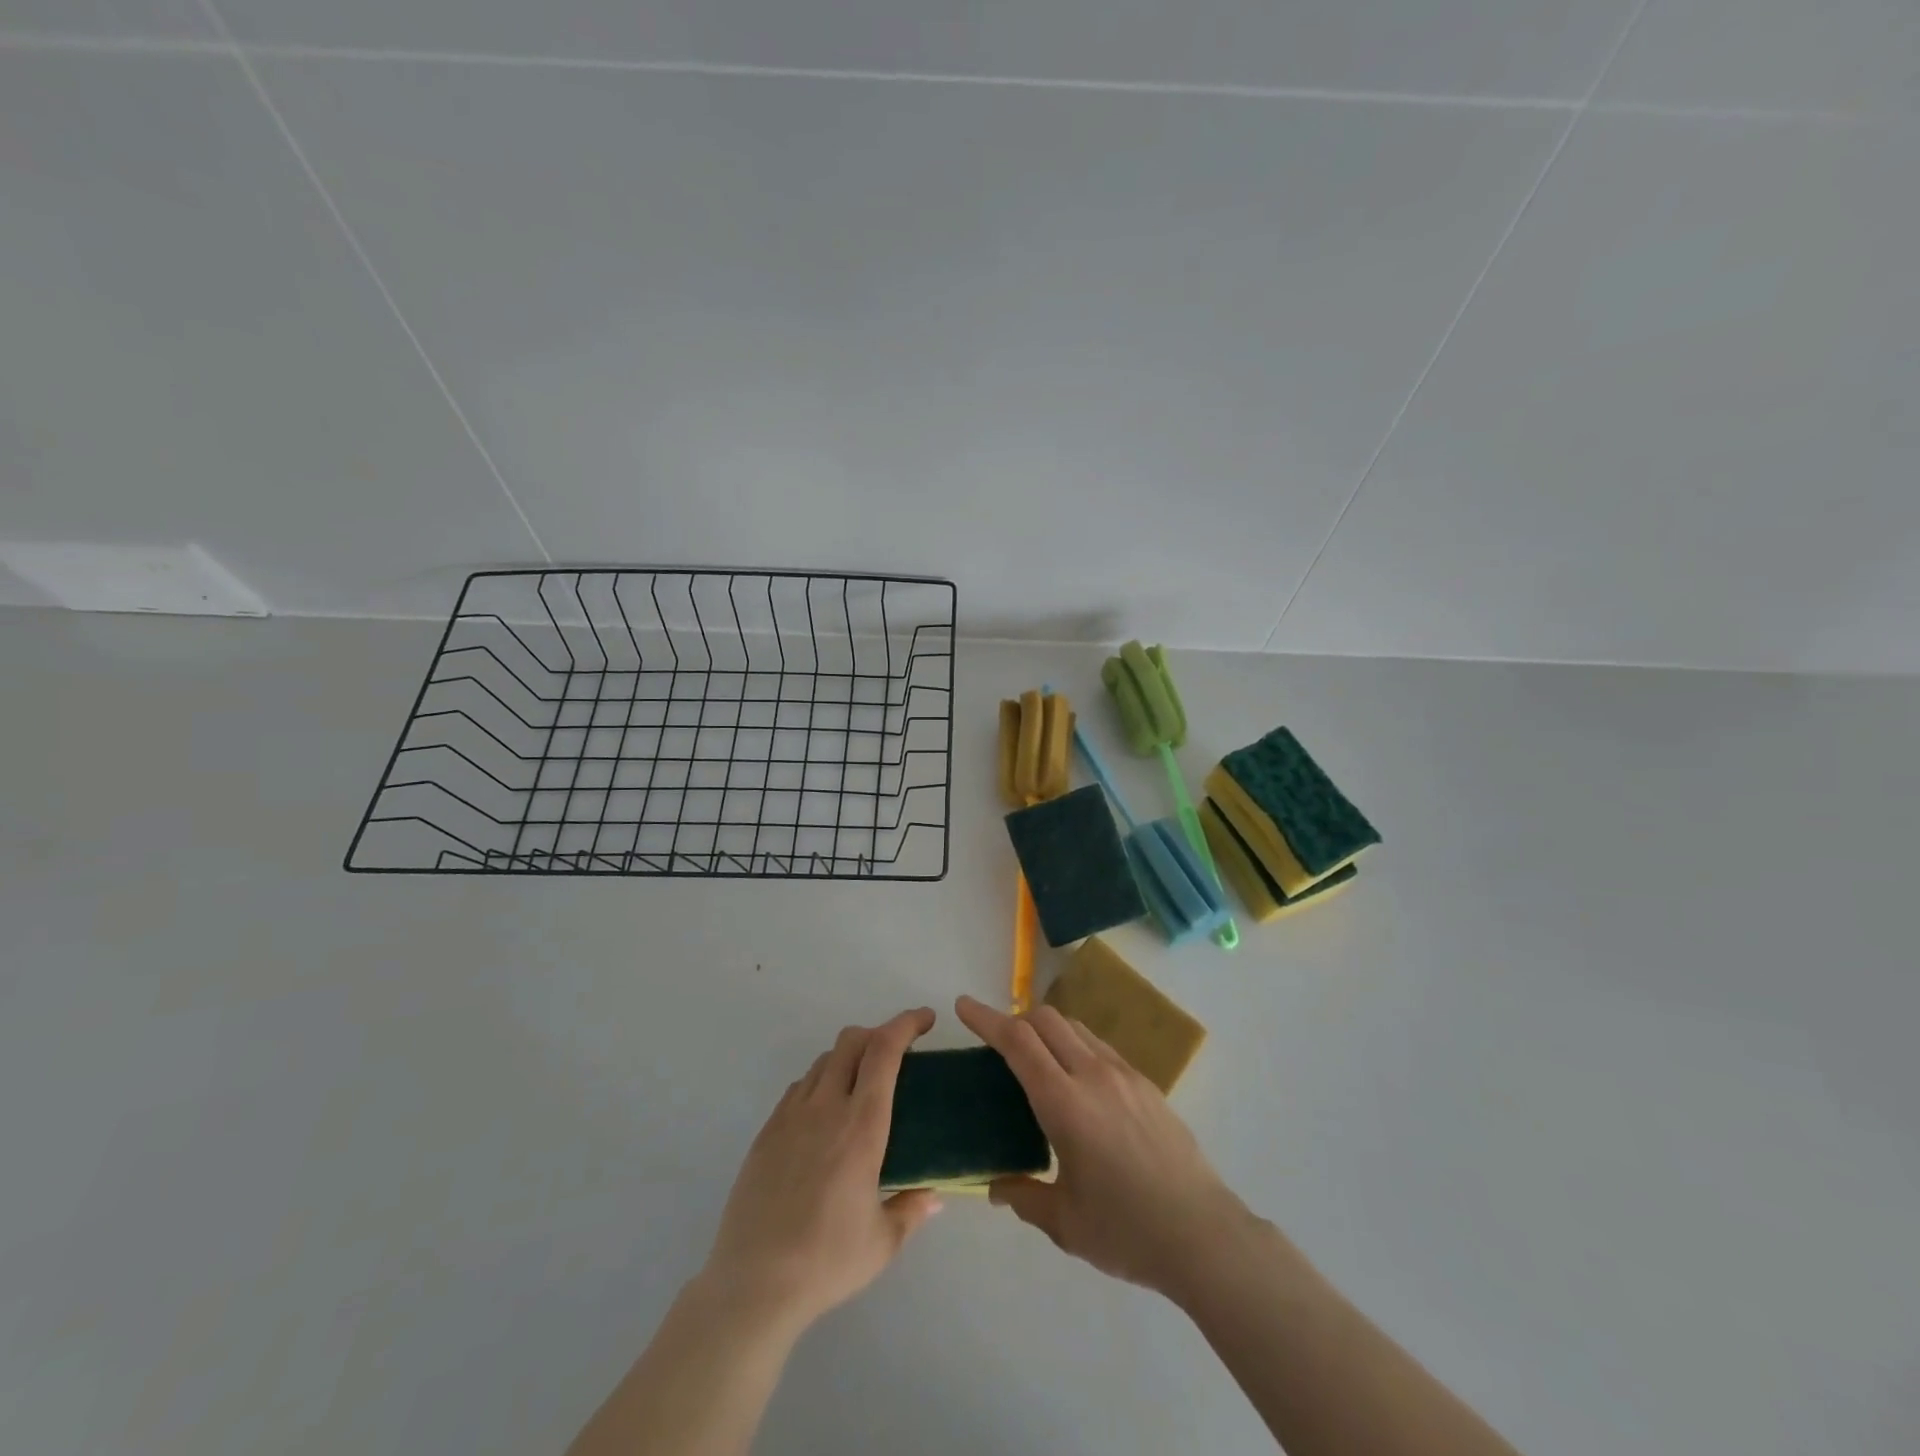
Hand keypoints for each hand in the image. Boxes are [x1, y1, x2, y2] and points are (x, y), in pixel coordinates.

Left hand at [701, 1008, 941, 1332]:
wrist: (752, 1284)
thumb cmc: (826, 1261)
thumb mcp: (883, 1243)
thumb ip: (912, 1211)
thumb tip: (934, 1196)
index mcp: (862, 1126)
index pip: (884, 1051)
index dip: (906, 1024)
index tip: (926, 1019)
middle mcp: (826, 1108)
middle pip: (851, 1041)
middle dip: (878, 1033)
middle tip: (897, 1054)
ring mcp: (791, 1116)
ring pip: (823, 1060)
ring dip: (848, 1058)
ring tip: (861, 1086)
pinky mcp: (767, 1132)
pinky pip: (799, 1088)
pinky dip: (820, 1083)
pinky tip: (825, 1116)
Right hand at [955, 994, 1252, 1298]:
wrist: (1204, 1234)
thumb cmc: (1127, 1231)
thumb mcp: (1064, 1222)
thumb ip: (1023, 1197)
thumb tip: (997, 1186)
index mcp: (1065, 1103)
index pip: (1018, 1042)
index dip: (987, 1019)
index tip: (963, 1006)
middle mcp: (1093, 1075)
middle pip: (1046, 1020)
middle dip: (1015, 1019)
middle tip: (998, 1043)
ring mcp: (1124, 1075)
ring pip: (1076, 1028)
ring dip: (1048, 1030)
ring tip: (1037, 1059)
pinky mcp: (1146, 1084)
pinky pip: (1100, 1047)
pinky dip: (1076, 1047)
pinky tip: (1078, 1084)